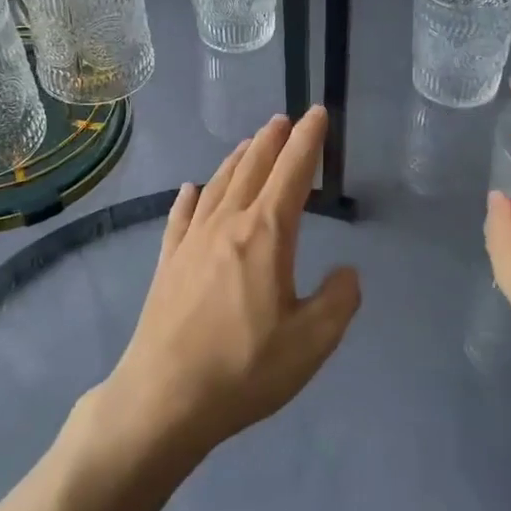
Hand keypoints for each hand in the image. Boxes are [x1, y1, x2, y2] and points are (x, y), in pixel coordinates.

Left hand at [98, 106, 361, 461]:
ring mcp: (191, 241)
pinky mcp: (168, 262)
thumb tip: (346, 272)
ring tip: (249, 144)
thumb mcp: (311, 343)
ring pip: (218, 184)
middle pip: (252, 168)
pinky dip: (190, 197)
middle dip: (273, 141)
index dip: (308, 141)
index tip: (316, 114)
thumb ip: (338, 301)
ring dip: (237, 160)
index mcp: (265, 234)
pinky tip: (191, 189)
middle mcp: (227, 224)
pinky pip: (181, 216)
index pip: (293, 173)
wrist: (164, 396)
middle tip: (284, 119)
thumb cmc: (244, 368)